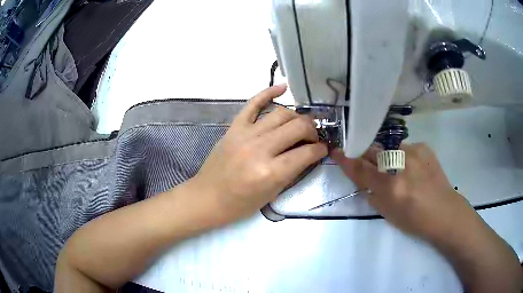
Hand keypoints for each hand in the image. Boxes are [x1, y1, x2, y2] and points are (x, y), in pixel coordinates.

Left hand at [190, 85, 327, 222]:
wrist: (207, 197)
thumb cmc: (239, 204)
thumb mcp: (272, 195)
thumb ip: (292, 172)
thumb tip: (309, 154)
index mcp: (270, 172)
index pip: (306, 153)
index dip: (320, 150)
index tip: (323, 149)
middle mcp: (259, 149)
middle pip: (297, 127)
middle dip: (312, 130)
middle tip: (314, 137)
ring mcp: (245, 134)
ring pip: (280, 113)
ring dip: (297, 117)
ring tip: (300, 125)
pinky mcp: (234, 127)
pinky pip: (253, 104)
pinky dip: (268, 93)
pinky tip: (283, 87)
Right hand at [331, 143, 473, 240]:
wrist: (444, 212)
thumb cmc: (415, 220)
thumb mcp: (388, 214)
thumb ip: (373, 195)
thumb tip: (365, 182)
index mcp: (390, 186)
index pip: (361, 169)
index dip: (346, 160)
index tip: (337, 151)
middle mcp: (401, 164)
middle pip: (373, 151)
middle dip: (366, 155)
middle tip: (368, 163)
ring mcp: (414, 152)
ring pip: (390, 148)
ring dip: (388, 158)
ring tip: (398, 171)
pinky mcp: (424, 147)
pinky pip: (405, 148)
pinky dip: (403, 157)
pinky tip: (413, 168)